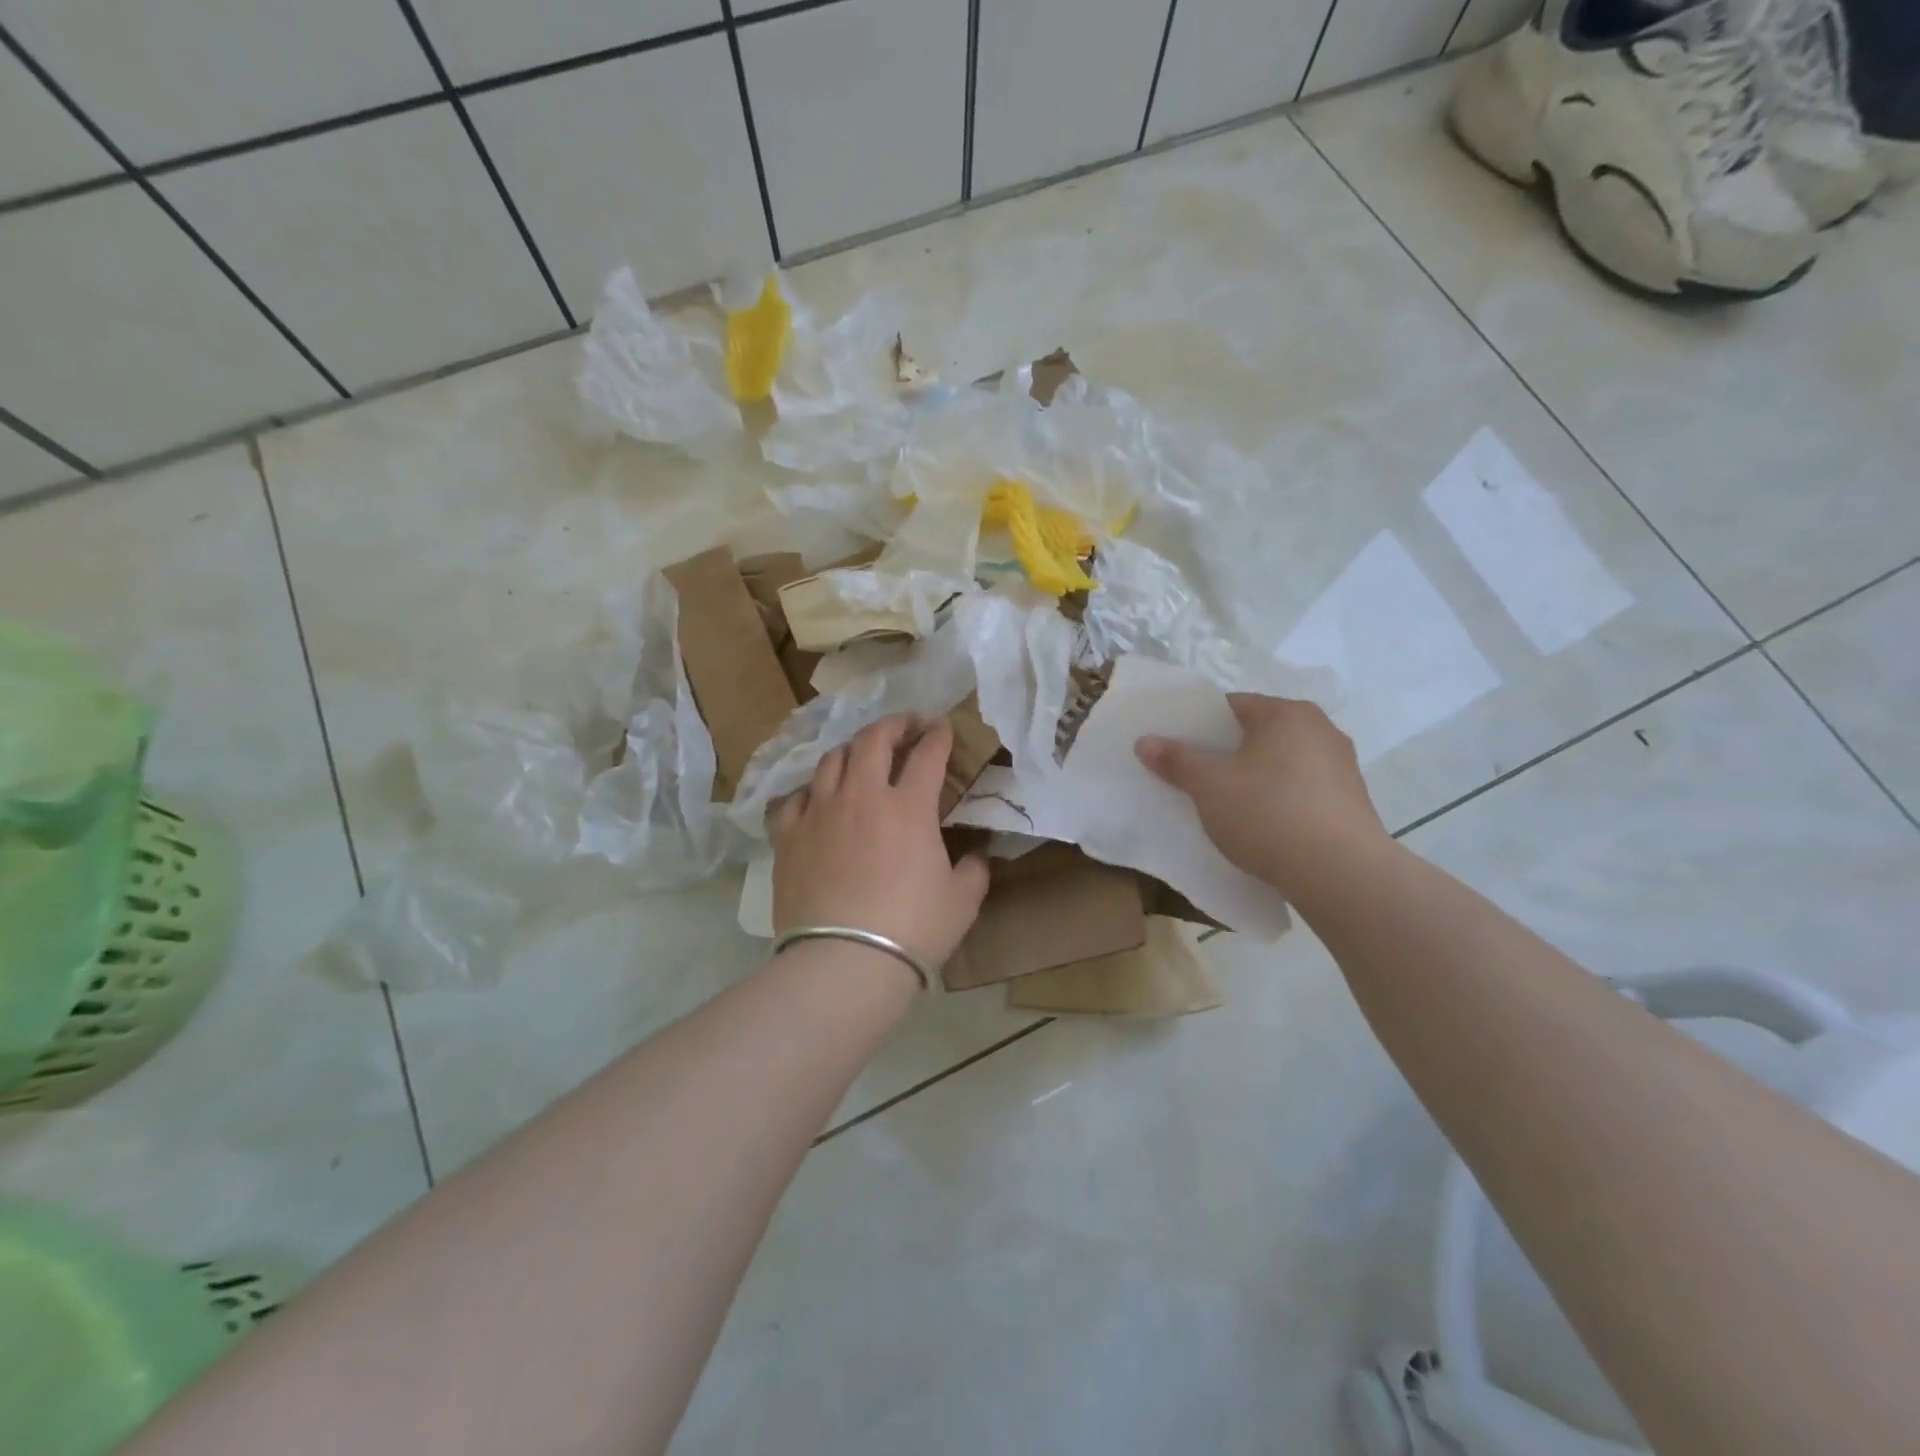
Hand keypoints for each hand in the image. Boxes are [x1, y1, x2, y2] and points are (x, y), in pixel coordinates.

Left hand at [770, 715, 990, 972]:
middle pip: (874, 740)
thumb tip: (976, 856)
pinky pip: (795, 798)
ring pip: (832, 760)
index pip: (928, 754)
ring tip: (861, 755)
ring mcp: (820, 812)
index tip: (944, 727)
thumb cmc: (913, 929)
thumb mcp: (962, 901)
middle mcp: (862, 796)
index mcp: (909, 807)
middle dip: (894, 724)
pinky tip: (817, 798)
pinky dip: (811, 791)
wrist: (844, 961)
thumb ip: (974, 870)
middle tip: (906, 725)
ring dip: (852, 750)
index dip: (939, 735)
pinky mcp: (788, 836)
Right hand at [1135, 694, 1387, 895]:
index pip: (1233, 705)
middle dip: (1227, 753)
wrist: (1340, 873)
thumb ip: (1176, 759)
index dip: (1200, 725)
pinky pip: (1303, 791)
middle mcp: (1321, 730)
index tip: (1179, 749)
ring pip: (1283, 764)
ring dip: (1255, 778)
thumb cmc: (1267, 812)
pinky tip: (1264, 827)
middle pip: (1259, 734)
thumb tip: (1145, 741)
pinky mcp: (1353, 803)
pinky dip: (1280, 801)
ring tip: (1228, 807)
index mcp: (1287, 714)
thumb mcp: (1208, 785)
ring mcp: (1343, 767)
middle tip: (1197, 778)